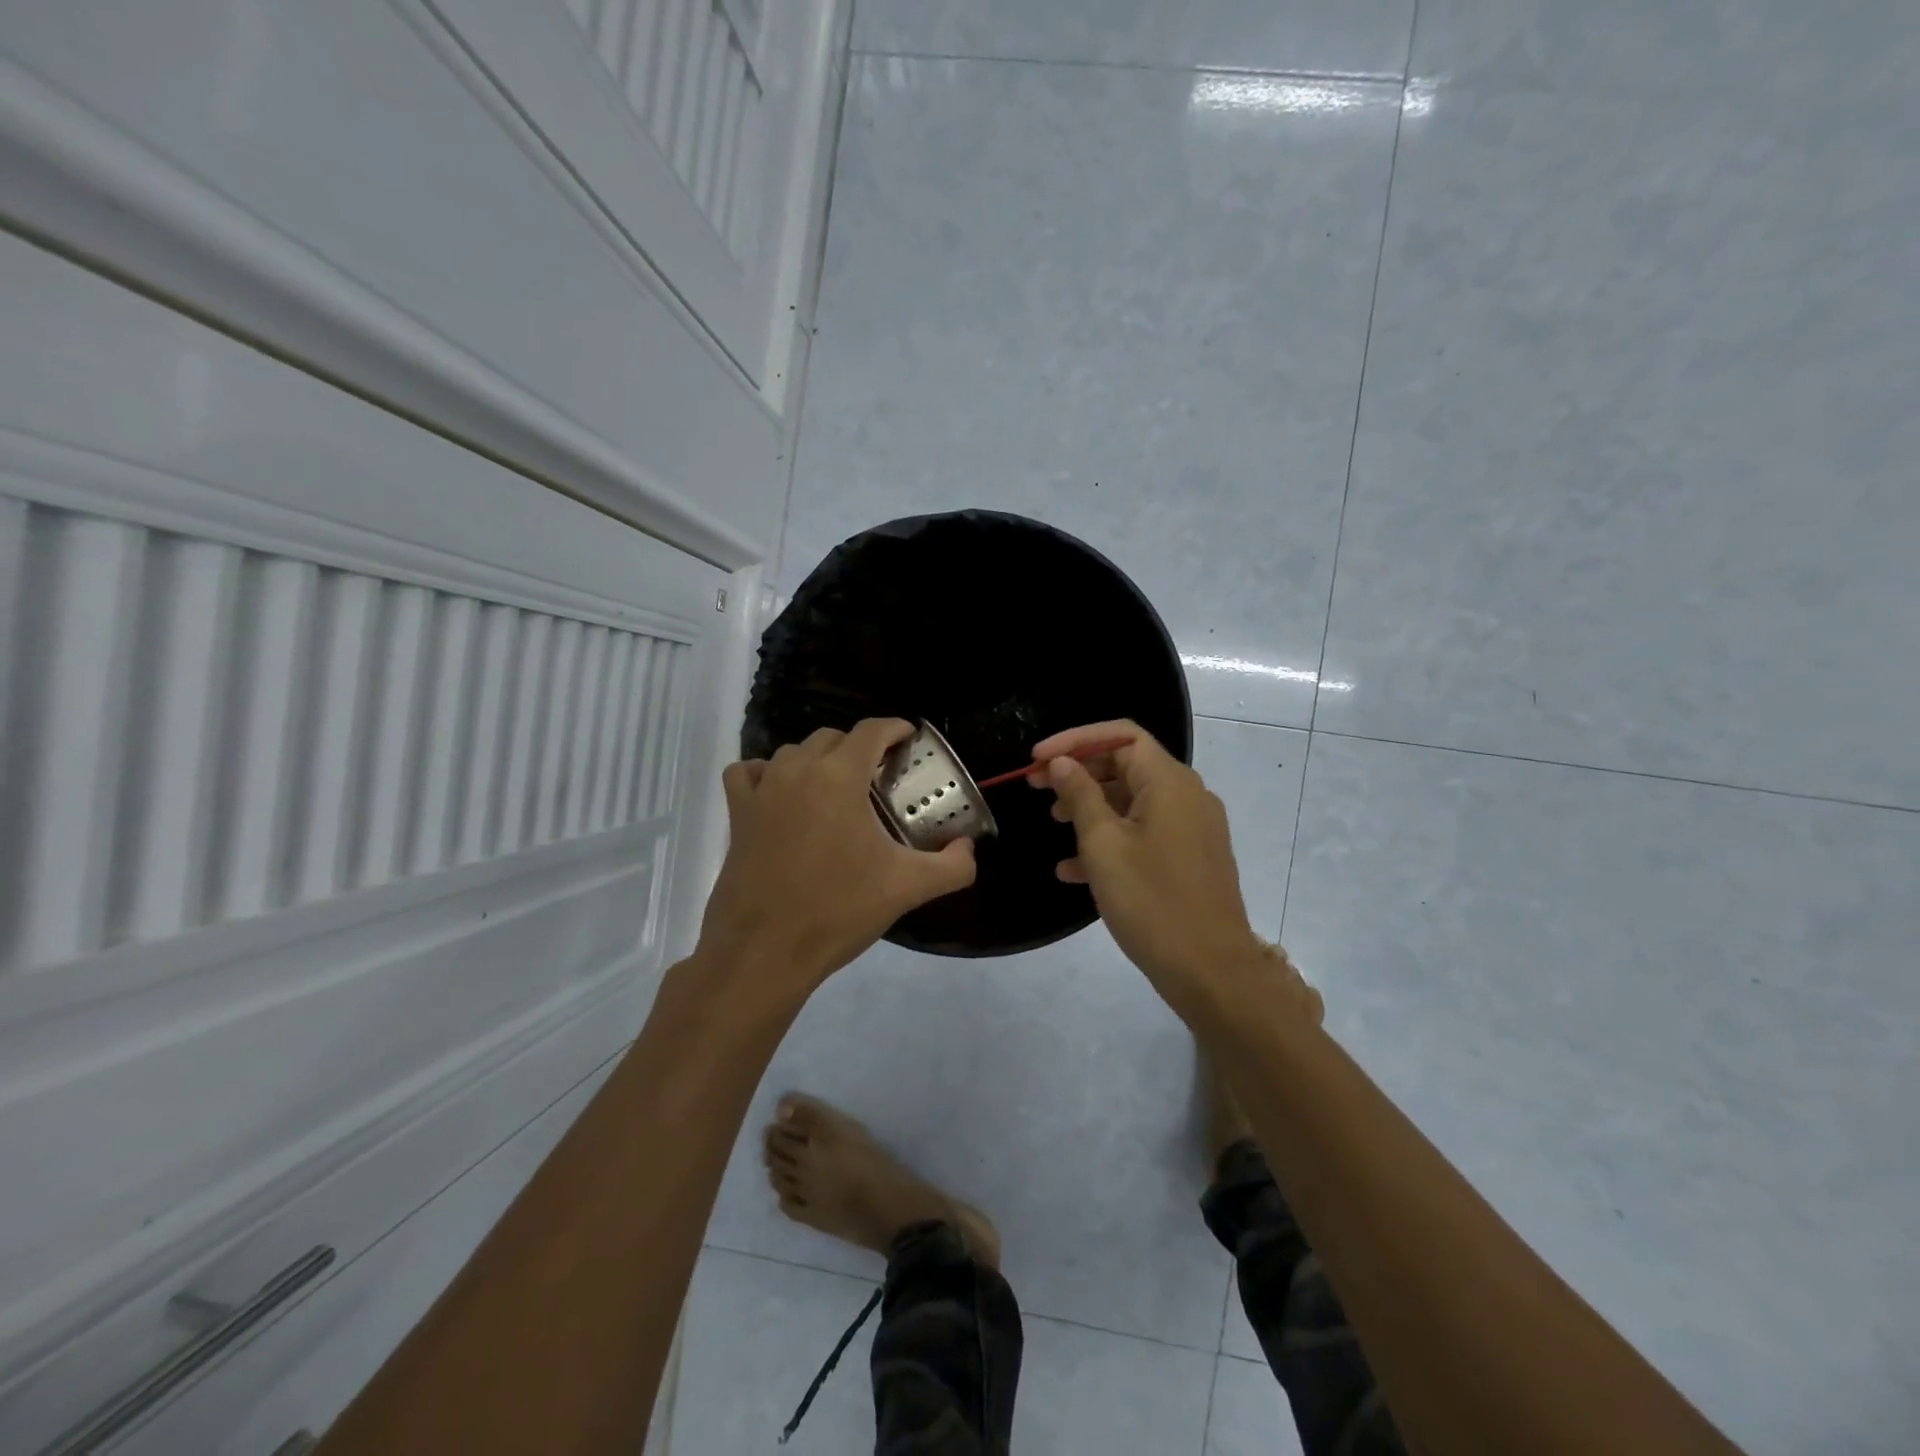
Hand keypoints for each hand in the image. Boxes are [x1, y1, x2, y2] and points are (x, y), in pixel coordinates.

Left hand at [698, 719, 976, 997]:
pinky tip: (781, 795)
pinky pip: (748, 773)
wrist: (765, 952)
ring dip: (817, 760)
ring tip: (835, 789)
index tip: (909, 739)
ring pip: (792, 752)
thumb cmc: (839, 911)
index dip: (895, 728)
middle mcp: (796, 771)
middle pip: (831, 737)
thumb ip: (952, 866)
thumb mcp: (908, 888)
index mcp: (838, 777)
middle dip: (859, 747)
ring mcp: (761, 791)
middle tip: (879, 776)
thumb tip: (968, 849)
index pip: (871, 731)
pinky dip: (765, 774)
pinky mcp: (737, 814)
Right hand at [1032, 721, 1308, 1021]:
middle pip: (1126, 765)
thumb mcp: (1104, 845)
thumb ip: (1080, 796)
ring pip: (1132, 801)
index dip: (1075, 740)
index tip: (1037, 759)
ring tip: (1053, 823)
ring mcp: (1192, 828)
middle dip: (1078, 772)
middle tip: (1035, 787)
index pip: (1121, 735)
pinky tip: (1073, 869)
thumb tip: (1062, 763)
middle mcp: (1186, 795)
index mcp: (1169, 782)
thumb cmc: (1152, 901)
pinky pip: (1145, 833)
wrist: (1211, 971)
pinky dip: (1110, 839)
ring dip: (1091, 806)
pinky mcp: (1190, 857)